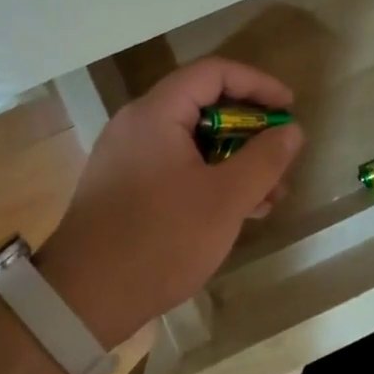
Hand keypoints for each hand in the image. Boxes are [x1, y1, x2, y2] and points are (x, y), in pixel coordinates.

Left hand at [33, 59, 303, 347]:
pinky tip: (238, 212)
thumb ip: (265, 159)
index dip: (258, 84)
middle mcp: (137, 125)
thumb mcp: (226, 199)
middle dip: (251, 132)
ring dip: (236, 161)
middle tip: (281, 160)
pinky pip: (177, 167)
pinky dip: (210, 179)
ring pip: (194, 142)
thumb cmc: (160, 240)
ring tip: (269, 197)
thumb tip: (291, 130)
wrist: (82, 301)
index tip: (289, 107)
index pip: (214, 73)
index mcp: (156, 113)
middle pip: (205, 107)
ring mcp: (128, 157)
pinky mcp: (125, 188)